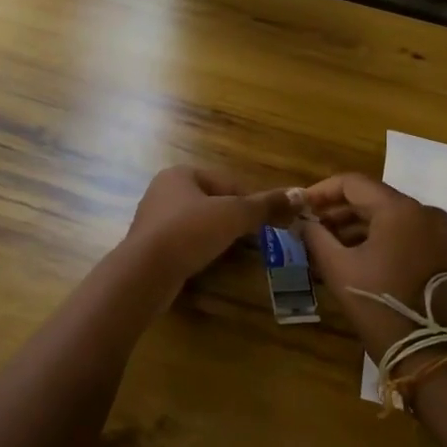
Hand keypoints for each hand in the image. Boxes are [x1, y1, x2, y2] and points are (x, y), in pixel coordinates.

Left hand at [124, 166, 295, 283]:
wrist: (145, 273)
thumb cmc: (189, 232)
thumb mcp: (233, 215)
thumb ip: (266, 205)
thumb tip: (300, 194)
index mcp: (180, 174)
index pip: (226, 182)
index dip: (250, 200)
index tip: (268, 220)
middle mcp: (163, 191)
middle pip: (212, 202)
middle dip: (233, 219)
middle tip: (254, 238)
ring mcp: (153, 220)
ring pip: (197, 224)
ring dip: (217, 235)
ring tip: (235, 252)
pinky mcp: (150, 247)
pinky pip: (184, 243)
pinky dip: (199, 250)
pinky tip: (209, 263)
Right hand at [298, 174, 446, 358]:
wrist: (428, 353)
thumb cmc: (378, 305)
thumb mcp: (338, 268)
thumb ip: (315, 236)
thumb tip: (300, 221)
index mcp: (400, 209)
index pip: (353, 183)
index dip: (321, 191)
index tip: (299, 206)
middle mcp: (423, 212)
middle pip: (371, 198)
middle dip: (336, 210)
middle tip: (307, 226)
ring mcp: (435, 232)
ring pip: (385, 216)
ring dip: (353, 226)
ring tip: (321, 243)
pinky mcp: (438, 251)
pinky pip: (399, 232)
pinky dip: (374, 238)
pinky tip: (347, 254)